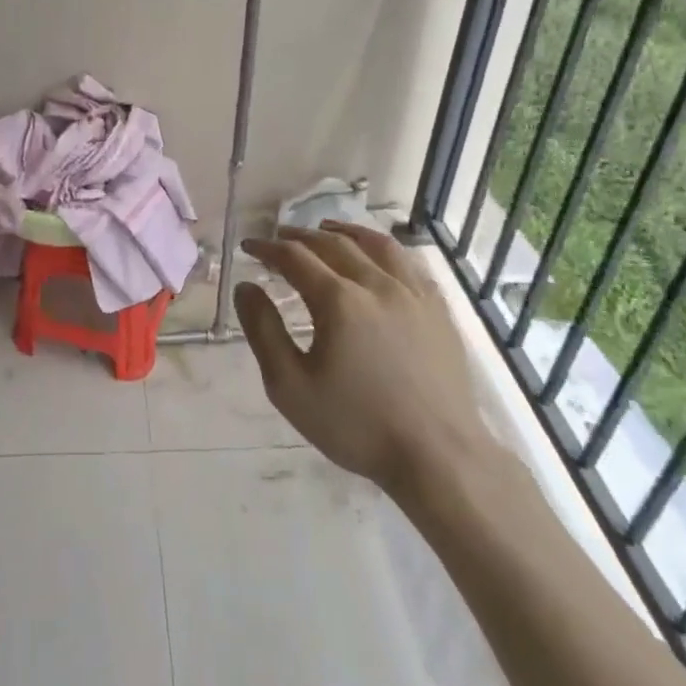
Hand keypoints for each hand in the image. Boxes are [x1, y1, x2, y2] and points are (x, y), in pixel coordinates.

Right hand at [236, 222, 503, 506]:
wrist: (439, 457)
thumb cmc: (357, 425)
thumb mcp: (290, 387)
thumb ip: (263, 331)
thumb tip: (246, 287)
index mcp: (339, 300)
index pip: (295, 257)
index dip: (268, 248)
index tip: (249, 247)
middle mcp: (376, 284)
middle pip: (333, 244)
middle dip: (300, 236)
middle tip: (280, 237)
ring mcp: (413, 294)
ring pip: (376, 245)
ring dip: (345, 232)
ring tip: (327, 229)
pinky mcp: (438, 310)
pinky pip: (409, 263)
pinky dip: (384, 249)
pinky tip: (379, 257)